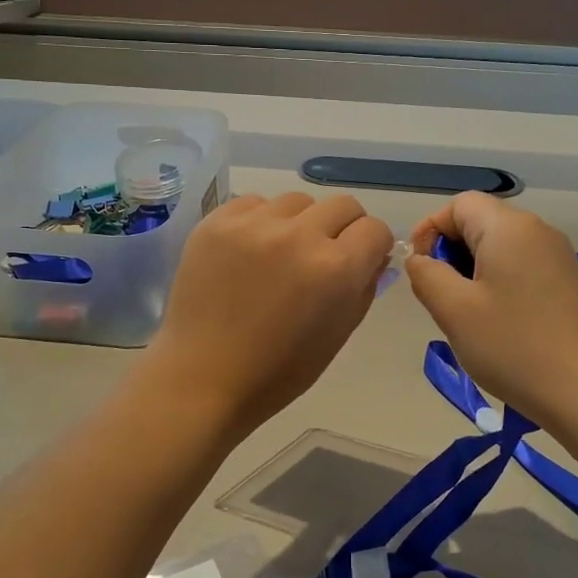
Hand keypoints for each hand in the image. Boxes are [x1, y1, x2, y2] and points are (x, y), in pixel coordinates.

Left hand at [145, 192, 393, 437]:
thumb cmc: (278, 369)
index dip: (371, 246)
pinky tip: (248, 252)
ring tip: (279, 255)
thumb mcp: (338, 333)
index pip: (374, 229)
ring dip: (299, 222)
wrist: (203, 376)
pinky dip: (260, 222)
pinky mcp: (217, 222)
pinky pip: (254, 203)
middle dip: (342, 229)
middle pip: (342, 205)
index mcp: (336, 268)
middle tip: (323, 255)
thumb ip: (363, 286)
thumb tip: (373, 255)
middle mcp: (299, 235)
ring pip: (297, 201)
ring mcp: (254, 224)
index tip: (359, 260)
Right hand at [406, 192, 577, 428]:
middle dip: (451, 252)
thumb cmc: (511, 345)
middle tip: (441, 297)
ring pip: (498, 245)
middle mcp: (537, 230)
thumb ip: (425, 274)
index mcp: (509, 227)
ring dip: (472, 269)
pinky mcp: (565, 280)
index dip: (430, 229)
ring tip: (466, 313)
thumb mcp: (452, 309)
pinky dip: (497, 281)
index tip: (421, 269)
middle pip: (480, 221)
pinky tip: (495, 320)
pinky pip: (519, 264)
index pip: (459, 204)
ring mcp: (556, 255)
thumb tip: (420, 259)